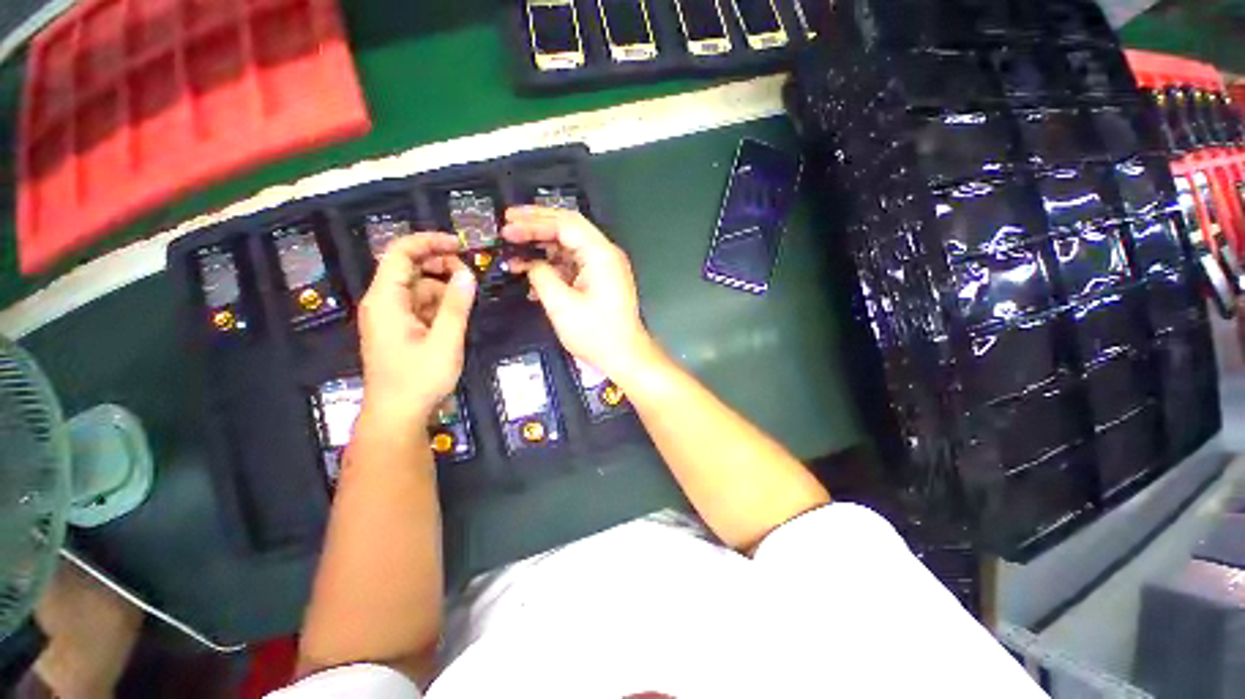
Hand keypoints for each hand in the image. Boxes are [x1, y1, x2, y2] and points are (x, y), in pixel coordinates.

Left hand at [358, 234, 475, 426]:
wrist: (397, 415)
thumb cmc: (419, 378)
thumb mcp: (445, 340)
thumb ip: (456, 305)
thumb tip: (467, 273)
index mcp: (386, 299)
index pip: (400, 253)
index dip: (429, 242)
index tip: (460, 245)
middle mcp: (383, 303)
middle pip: (410, 269)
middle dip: (441, 267)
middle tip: (470, 279)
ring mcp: (390, 317)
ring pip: (418, 289)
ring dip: (444, 290)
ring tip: (467, 303)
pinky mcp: (399, 330)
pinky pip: (420, 307)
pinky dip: (439, 306)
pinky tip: (456, 318)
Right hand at [502, 206, 655, 380]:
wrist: (624, 357)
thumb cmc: (597, 334)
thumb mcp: (562, 305)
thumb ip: (541, 276)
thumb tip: (529, 264)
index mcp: (601, 255)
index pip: (565, 223)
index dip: (533, 222)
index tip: (508, 226)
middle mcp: (605, 255)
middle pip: (568, 228)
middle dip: (536, 225)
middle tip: (508, 224)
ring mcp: (603, 268)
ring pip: (569, 247)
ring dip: (542, 248)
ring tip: (514, 250)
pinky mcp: (599, 281)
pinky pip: (573, 265)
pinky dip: (553, 267)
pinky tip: (532, 275)